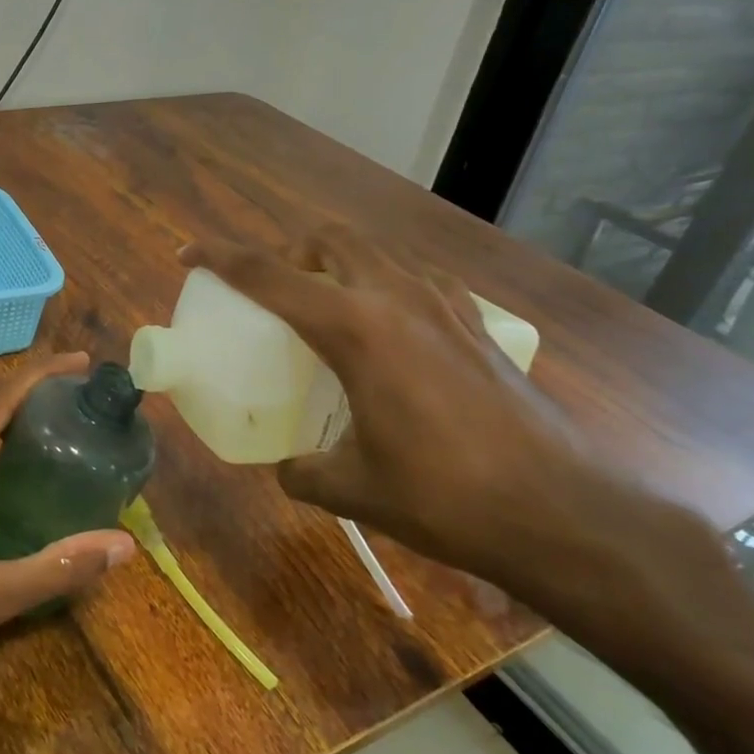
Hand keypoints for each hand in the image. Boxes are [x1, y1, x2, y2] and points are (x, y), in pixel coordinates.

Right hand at [181, 226, 674, 605]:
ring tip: (323, 302)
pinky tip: (387, 323)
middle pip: (326, 241)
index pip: (269, 275)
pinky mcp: (475, 323)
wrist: (563, 512)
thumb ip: (304, 471)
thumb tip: (286, 467)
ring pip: (374, 251)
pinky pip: (416, 277)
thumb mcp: (353, 488)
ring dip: (336, 261)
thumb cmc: (445, 496)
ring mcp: (443, 304)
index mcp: (354, 328)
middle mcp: (395, 298)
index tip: (190, 254)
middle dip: (286, 252)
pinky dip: (384, 281)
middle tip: (269, 289)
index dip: (221, 259)